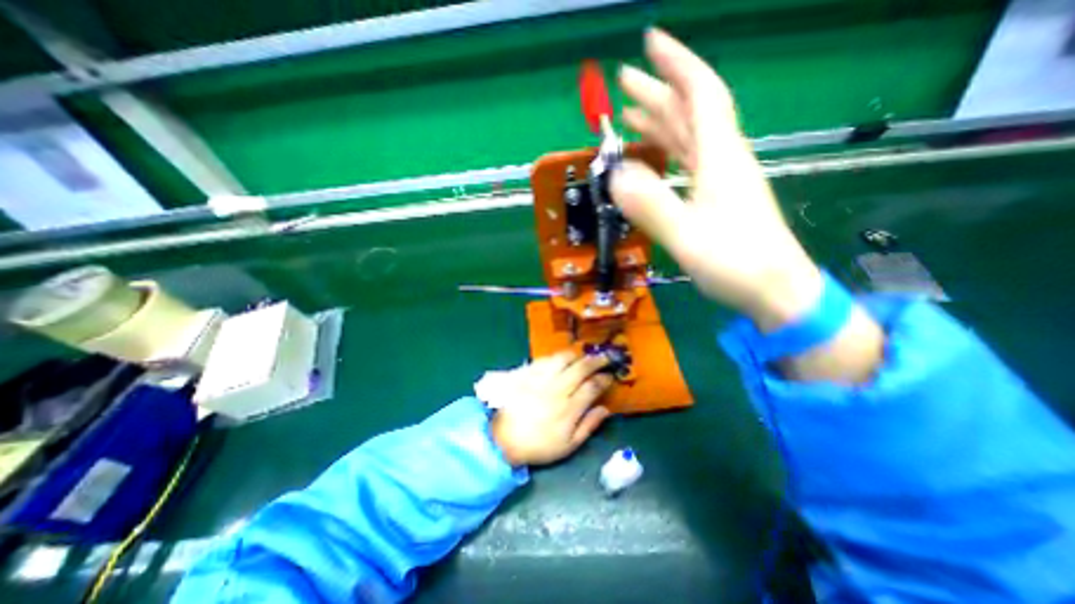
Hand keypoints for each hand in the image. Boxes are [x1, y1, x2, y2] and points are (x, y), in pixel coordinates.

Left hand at [491, 354, 611, 466]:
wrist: (501, 439)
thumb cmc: (538, 445)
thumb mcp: (568, 445)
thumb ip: (589, 425)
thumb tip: (605, 409)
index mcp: (569, 408)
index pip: (592, 386)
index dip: (604, 378)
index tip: (610, 376)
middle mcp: (557, 389)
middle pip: (581, 367)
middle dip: (597, 360)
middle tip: (605, 357)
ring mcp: (540, 378)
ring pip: (563, 358)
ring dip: (577, 355)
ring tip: (583, 356)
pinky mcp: (527, 372)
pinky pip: (545, 359)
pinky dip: (556, 357)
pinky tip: (560, 359)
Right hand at [607, 29, 886, 382]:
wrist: (776, 290)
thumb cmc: (736, 263)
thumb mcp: (688, 237)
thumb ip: (652, 206)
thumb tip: (615, 176)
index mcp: (719, 159)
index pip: (701, 94)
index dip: (677, 65)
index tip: (650, 42)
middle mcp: (723, 160)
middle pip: (691, 113)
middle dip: (659, 91)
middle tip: (625, 81)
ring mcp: (722, 180)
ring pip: (690, 137)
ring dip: (661, 120)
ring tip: (632, 114)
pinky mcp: (719, 198)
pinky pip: (690, 162)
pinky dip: (669, 151)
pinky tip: (655, 154)